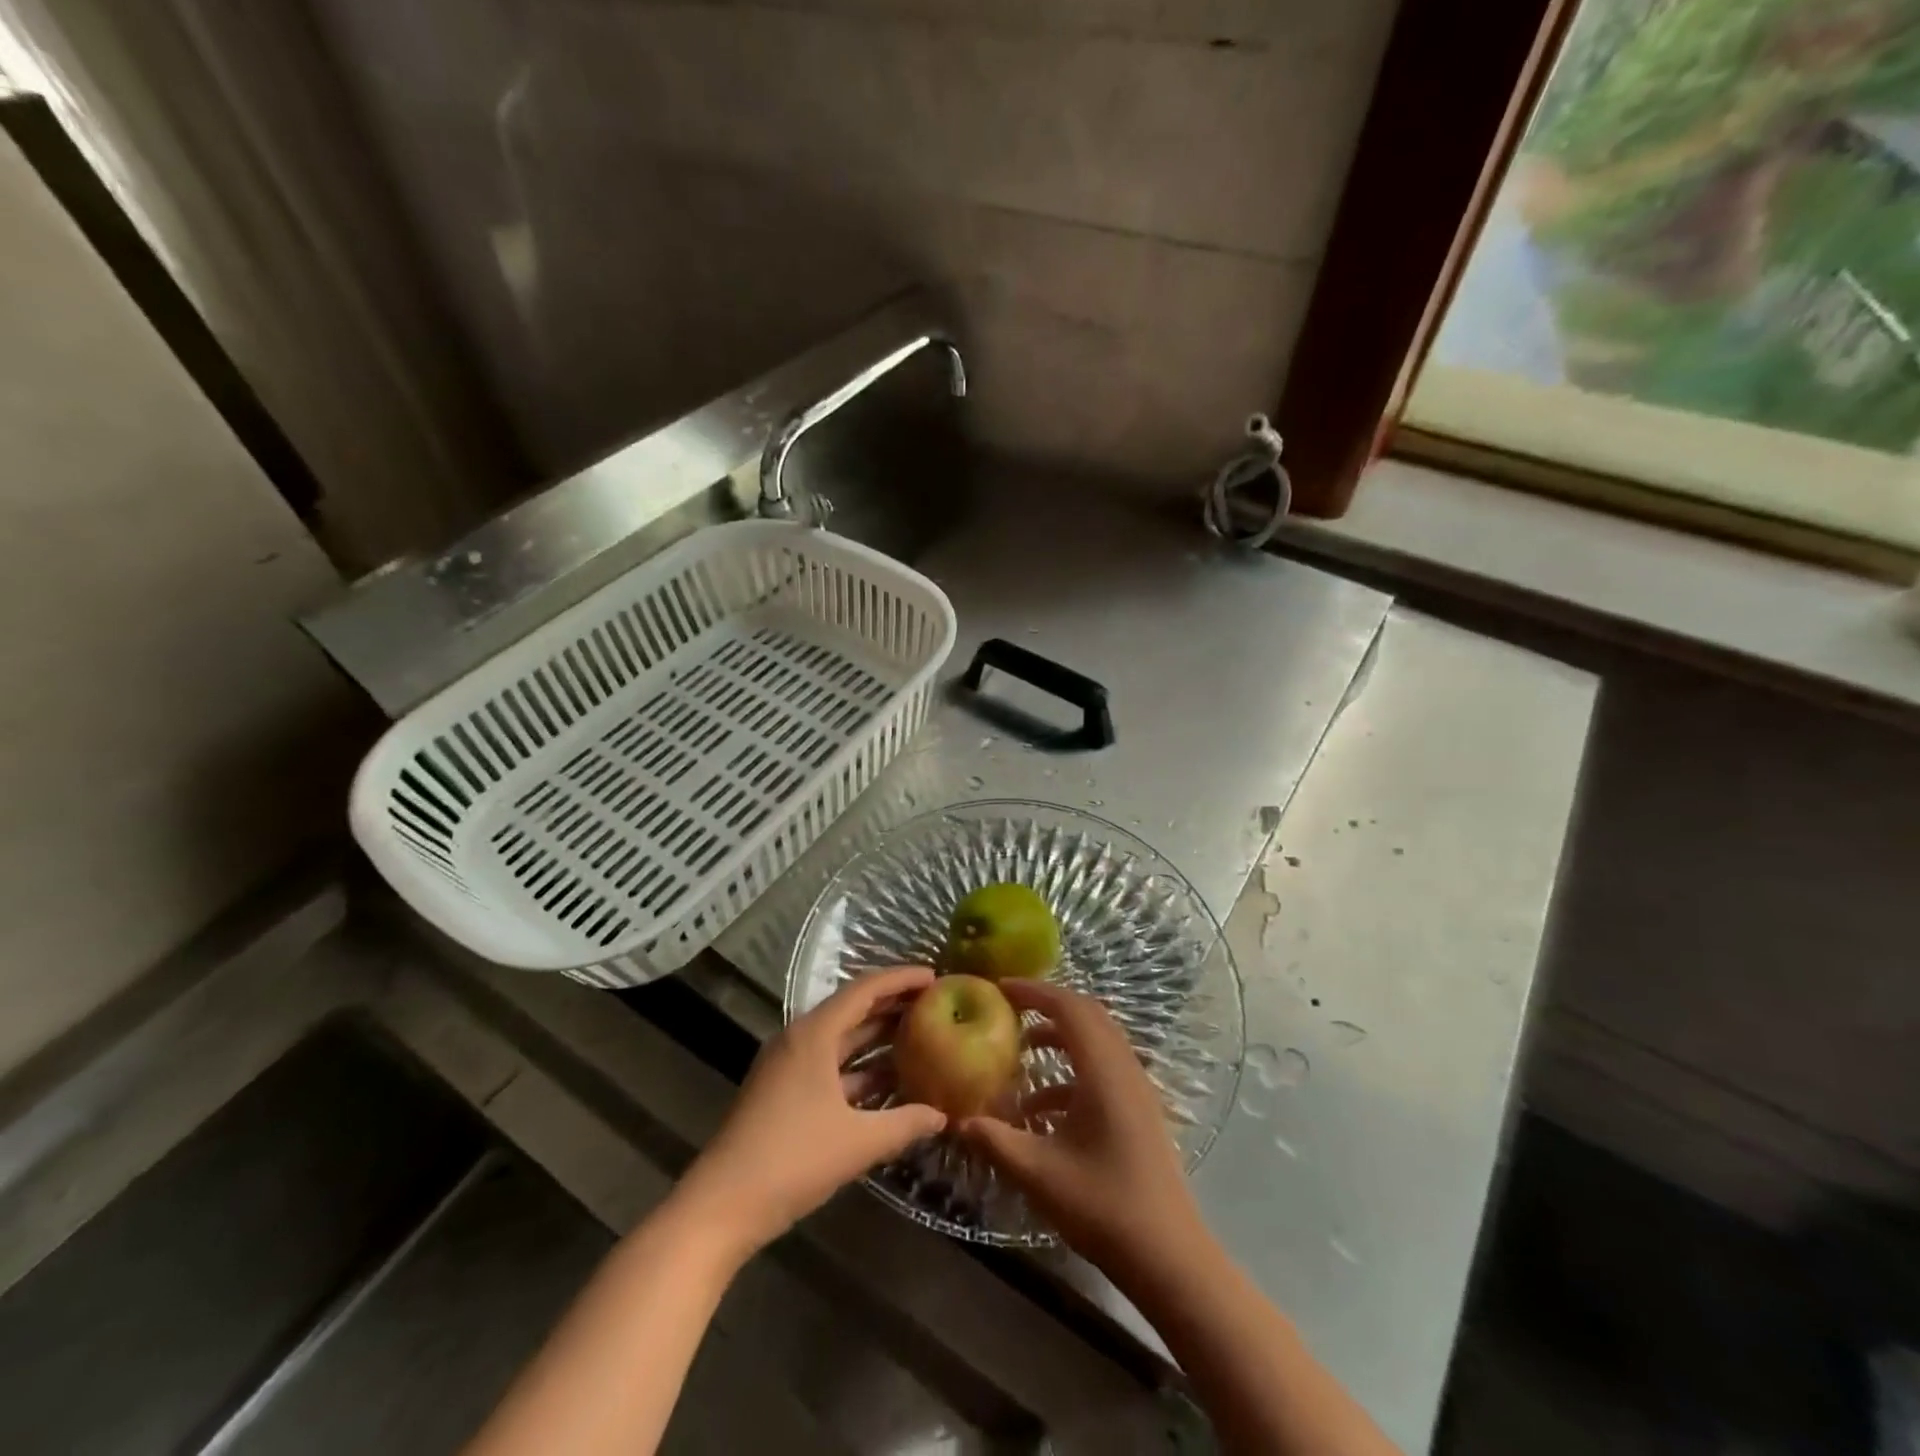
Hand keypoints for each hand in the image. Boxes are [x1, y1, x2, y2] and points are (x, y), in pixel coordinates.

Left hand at [673, 966, 945, 1259]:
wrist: (721, 1206)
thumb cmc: (792, 1160)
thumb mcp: (858, 1142)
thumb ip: (905, 1123)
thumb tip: (942, 1116)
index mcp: (814, 1034)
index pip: (865, 990)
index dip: (901, 980)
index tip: (935, 976)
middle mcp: (799, 1039)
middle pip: (852, 1010)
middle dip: (892, 1005)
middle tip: (934, 1003)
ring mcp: (788, 1067)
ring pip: (841, 1040)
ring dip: (877, 1038)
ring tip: (919, 1036)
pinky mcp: (783, 1093)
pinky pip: (830, 1066)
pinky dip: (859, 1069)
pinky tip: (887, 1082)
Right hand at [961, 980, 1203, 1273]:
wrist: (1168, 1256)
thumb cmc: (1103, 1206)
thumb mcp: (1038, 1173)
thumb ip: (995, 1140)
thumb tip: (957, 1120)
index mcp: (1103, 1070)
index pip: (1068, 1007)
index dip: (1033, 991)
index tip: (999, 988)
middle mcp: (1124, 1068)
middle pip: (1086, 1014)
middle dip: (1046, 1005)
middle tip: (1008, 1009)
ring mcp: (1135, 1089)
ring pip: (1096, 1040)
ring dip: (1059, 1036)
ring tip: (1021, 1050)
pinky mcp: (1138, 1110)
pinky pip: (1102, 1069)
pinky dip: (1070, 1071)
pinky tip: (1040, 1108)